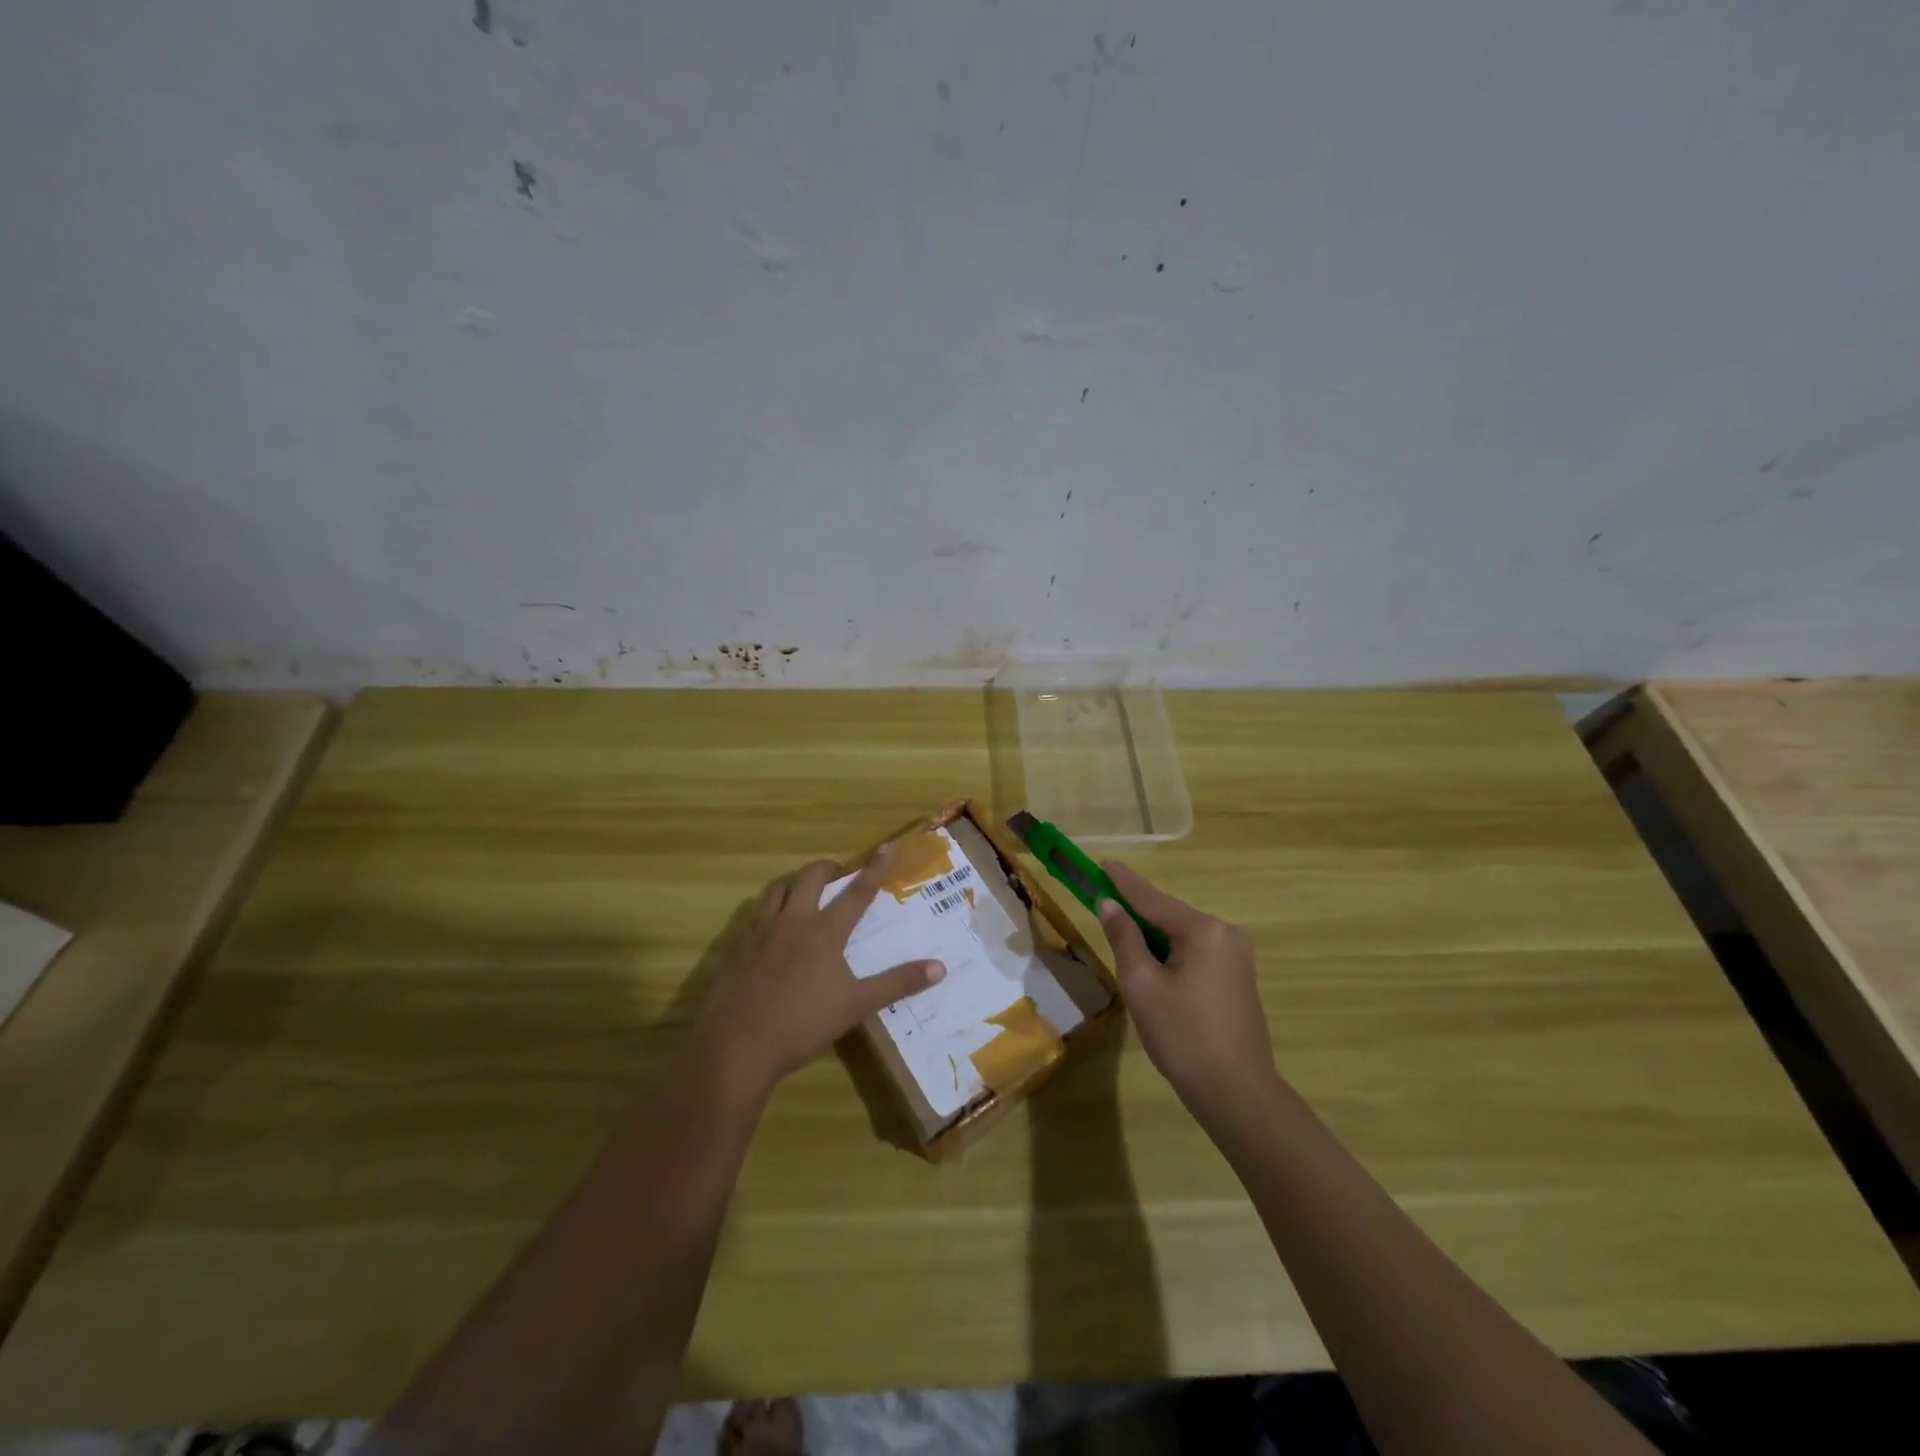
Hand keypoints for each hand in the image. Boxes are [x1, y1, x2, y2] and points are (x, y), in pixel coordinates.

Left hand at [693, 842, 945, 1093]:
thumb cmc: (803, 1024)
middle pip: (811, 878)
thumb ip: (898, 983)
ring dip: (795, 885)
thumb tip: (940, 968)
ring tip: (804, 896)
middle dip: (828, 869)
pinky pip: (755, 915)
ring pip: (778, 890)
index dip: (875, 868)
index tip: (888, 845)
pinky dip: (770, 911)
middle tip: (838, 876)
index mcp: (825, 931)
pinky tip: (772, 932)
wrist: (737, 1045)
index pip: (858, 892)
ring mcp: (761, 931)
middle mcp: (793, 920)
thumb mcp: (857, 1006)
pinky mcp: (737, 947)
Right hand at [1097, 862, 1279, 1120]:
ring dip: (1153, 940)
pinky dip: (1172, 956)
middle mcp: (1226, 934)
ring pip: (1182, 937)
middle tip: (1104, 910)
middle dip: (1137, 916)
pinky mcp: (1239, 979)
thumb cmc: (1182, 1036)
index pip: (1152, 899)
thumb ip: (1124, 938)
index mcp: (1203, 930)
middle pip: (1169, 916)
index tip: (1102, 863)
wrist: (1237, 1093)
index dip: (1123, 882)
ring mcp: (1237, 957)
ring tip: (1124, 948)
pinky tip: (1156, 973)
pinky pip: (1197, 954)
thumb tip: (1110, 906)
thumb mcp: (1142, 984)